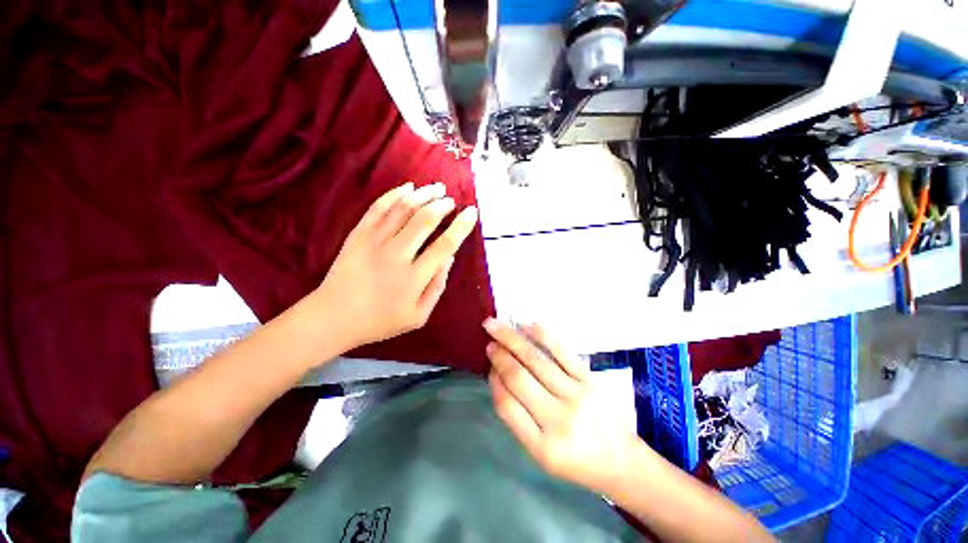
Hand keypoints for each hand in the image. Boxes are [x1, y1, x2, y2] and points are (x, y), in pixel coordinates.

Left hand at [314, 182, 477, 349]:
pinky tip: (408, 187)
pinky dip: (395, 194)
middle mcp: (396, 255)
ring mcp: (374, 241)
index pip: (445, 245)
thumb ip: (437, 287)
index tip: (472, 212)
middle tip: (451, 200)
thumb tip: (450, 257)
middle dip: (442, 205)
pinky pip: (378, 207)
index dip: (461, 226)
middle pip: (424, 220)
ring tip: (436, 188)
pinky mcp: (358, 234)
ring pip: (403, 209)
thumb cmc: (381, 320)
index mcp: (414, 278)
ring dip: (423, 194)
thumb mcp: (418, 316)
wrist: (333, 317)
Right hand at [484, 319, 642, 492]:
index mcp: (542, 446)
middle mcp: (558, 418)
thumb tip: (498, 377)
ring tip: (496, 327)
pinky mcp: (589, 379)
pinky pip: (562, 351)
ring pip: (536, 359)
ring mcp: (576, 394)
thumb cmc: (577, 461)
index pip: (507, 405)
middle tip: (488, 341)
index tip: (488, 367)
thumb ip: (517, 419)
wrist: (623, 461)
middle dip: (498, 355)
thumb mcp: (541, 454)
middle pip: (519, 377)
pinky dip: (542, 335)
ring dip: (512, 340)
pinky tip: (527, 325)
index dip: (493, 381)